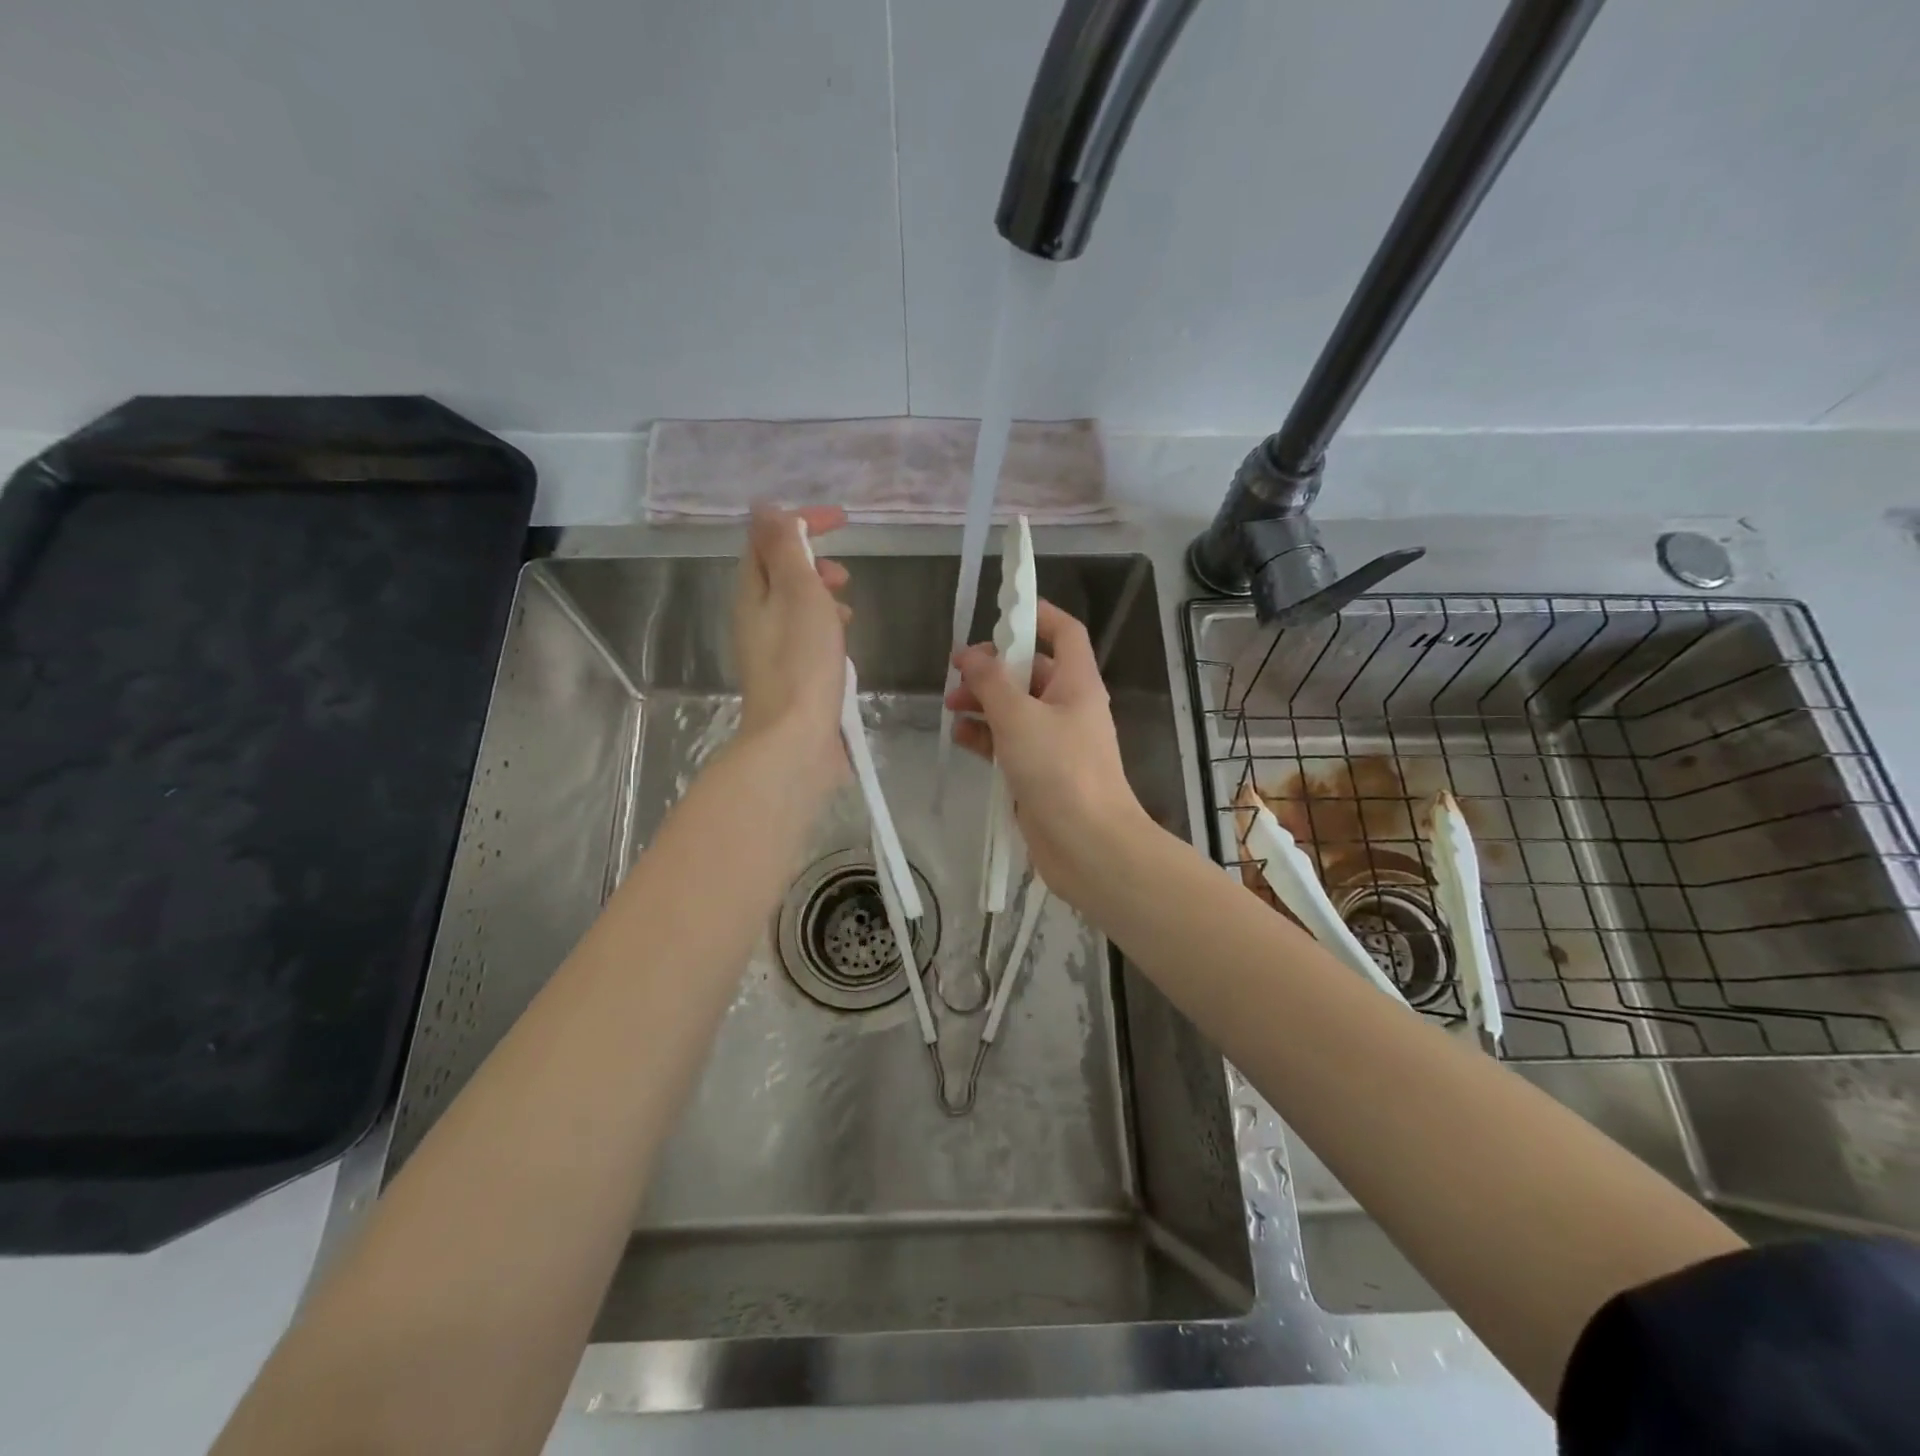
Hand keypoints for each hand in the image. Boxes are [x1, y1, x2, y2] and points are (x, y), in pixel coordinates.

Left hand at [733, 504, 851, 776]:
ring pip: (796, 607)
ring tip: (849, 612)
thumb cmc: (802, 662)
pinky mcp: (790, 677)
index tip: (841, 521)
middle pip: (780, 574)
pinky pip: (806, 637)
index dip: (800, 522)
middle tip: (844, 575)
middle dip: (813, 563)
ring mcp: (771, 651)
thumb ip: (784, 548)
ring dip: (822, 597)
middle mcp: (754, 618)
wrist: (796, 740)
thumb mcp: (798, 592)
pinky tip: (844, 647)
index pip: (768, 540)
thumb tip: (764, 507)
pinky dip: (826, 629)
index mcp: (751, 593)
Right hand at [946, 599, 1150, 905]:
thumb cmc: (1059, 769)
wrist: (1088, 844)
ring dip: (985, 702)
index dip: (1037, 615)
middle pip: (1031, 671)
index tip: (1000, 611)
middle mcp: (1069, 706)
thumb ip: (990, 681)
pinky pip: (1010, 742)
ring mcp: (1055, 742)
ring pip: (1016, 708)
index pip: (1064, 632)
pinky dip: (986, 736)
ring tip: (951, 706)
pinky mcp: (1040, 772)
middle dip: (994, 668)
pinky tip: (961, 737)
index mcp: (1076, 682)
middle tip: (957, 673)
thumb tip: (969, 654)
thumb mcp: (1018, 716)